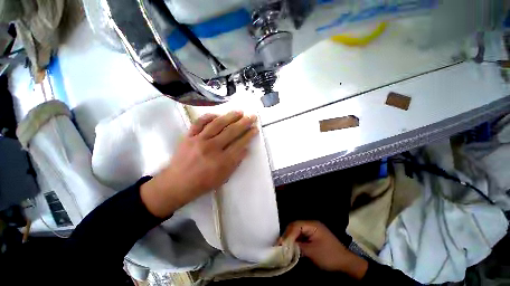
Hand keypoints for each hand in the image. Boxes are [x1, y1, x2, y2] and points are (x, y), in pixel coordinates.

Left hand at [141, 111, 257, 217]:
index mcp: (222, 161)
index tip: (255, 128)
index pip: (240, 144)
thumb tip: (245, 149)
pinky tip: (217, 115)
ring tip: (240, 112)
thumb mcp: (224, 177)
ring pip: (217, 124)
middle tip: (252, 116)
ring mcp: (199, 140)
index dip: (249, 135)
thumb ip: (235, 162)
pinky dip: (209, 116)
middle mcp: (212, 148)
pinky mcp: (189, 136)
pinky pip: (199, 122)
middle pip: (231, 131)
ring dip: (230, 116)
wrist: (177, 183)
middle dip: (244, 123)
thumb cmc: (203, 183)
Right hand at [281, 221, 367, 278]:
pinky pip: (301, 235)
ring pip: (297, 231)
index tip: (280, 244)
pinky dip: (296, 241)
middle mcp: (311, 224)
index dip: (287, 234)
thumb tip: (285, 246)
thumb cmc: (329, 256)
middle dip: (287, 235)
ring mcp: (312, 230)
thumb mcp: (312, 252)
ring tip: (284, 246)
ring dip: (291, 238)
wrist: (346, 263)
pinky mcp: (313, 236)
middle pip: (295, 226)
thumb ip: (298, 247)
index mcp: (312, 225)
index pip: (295, 226)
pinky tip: (292, 247)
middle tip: (280, 244)